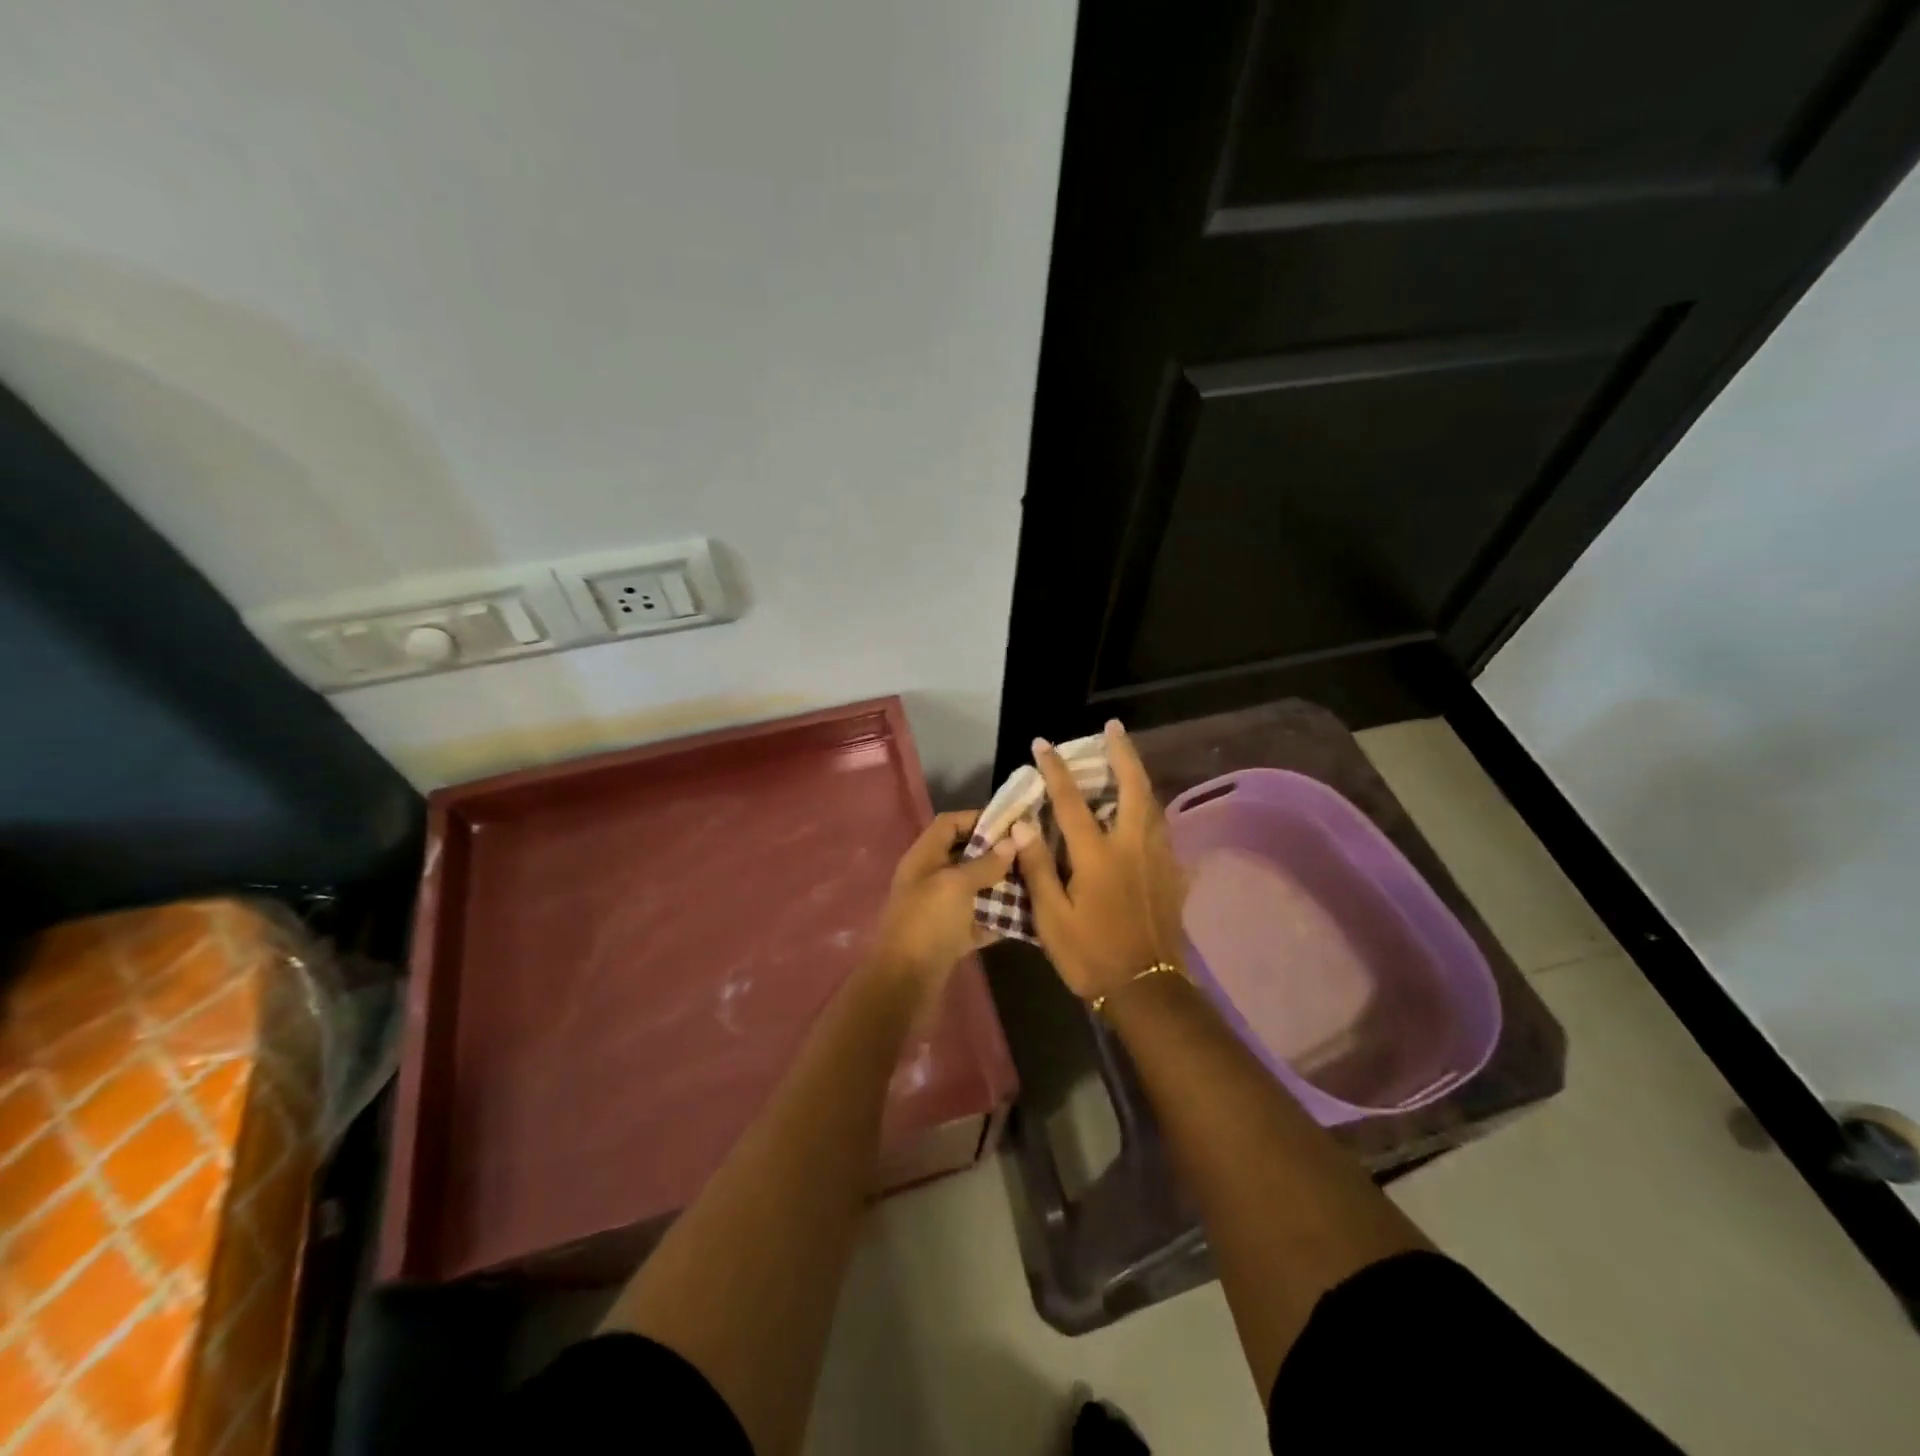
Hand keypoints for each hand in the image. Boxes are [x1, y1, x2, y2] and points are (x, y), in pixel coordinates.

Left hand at [871, 810, 1014, 984]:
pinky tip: (1027, 914)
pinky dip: (999, 917)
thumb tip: (1013, 841)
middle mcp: (930, 878)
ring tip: (1035, 879)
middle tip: (1031, 851)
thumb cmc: (927, 923)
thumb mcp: (956, 886)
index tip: (1013, 822)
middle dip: (996, 852)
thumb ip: (985, 863)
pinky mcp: (951, 936)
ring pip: (975, 888)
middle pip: (965, 855)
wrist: (905, 983)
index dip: (978, 818)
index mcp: (924, 857)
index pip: (950, 823)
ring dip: (1002, 885)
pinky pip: (979, 919)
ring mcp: (940, 909)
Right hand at [1013, 720, 1187, 1001]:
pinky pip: (1163, 830)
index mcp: (1098, 855)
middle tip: (1114, 729)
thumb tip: (1025, 825)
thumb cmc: (1090, 955)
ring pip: (1154, 805)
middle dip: (1122, 753)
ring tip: (1127, 762)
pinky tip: (1145, 814)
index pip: (1071, 801)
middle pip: (1133, 787)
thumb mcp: (1051, 918)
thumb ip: (1038, 868)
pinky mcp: (1173, 875)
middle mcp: (1132, 846)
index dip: (1055, 769)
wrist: (1146, 990)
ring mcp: (1158, 859)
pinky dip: (1151, 811)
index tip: (1042, 744)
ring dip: (1139, 777)